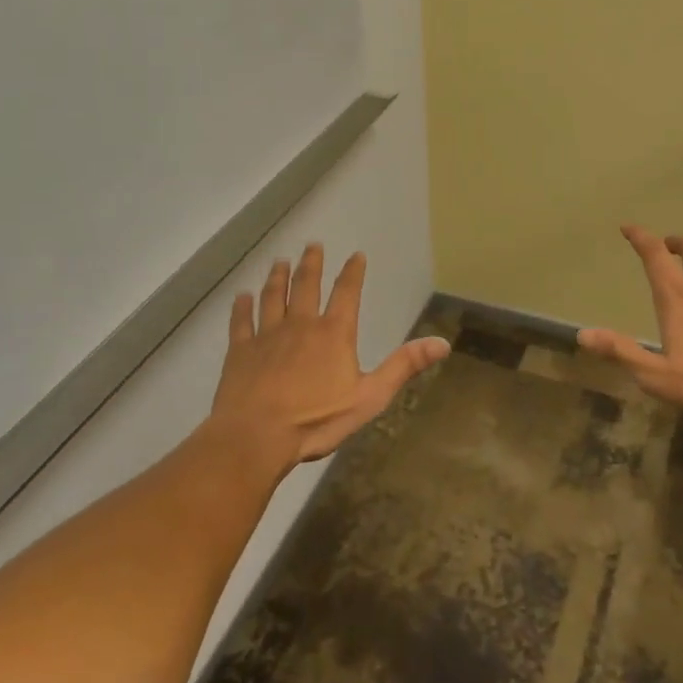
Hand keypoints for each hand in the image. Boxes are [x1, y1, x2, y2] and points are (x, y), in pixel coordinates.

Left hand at [206, 243, 450, 469]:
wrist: (256, 437)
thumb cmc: (316, 420)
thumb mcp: (370, 397)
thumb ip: (403, 367)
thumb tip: (442, 343)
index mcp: (334, 333)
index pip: (347, 293)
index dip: (353, 272)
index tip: (356, 255)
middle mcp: (300, 325)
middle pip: (306, 286)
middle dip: (311, 264)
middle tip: (312, 245)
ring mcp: (267, 335)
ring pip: (273, 297)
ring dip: (278, 278)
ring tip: (279, 262)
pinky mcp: (240, 351)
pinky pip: (241, 322)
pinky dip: (242, 307)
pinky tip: (241, 297)